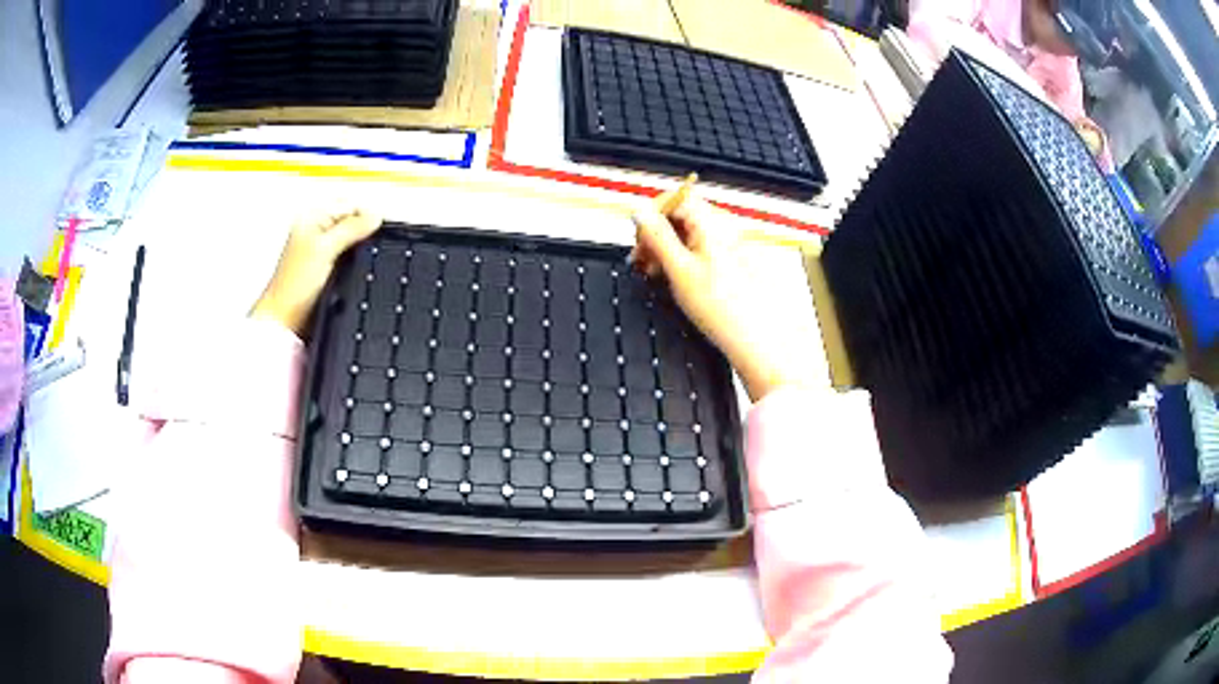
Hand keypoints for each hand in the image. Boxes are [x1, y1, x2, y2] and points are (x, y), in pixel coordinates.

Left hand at [250, 209, 381, 334]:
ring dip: (359, 250)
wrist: (287, 321)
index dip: (365, 215)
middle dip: (363, 232)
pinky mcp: (326, 270)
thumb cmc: (294, 286)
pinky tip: (355, 271)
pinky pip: (348, 258)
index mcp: (312, 218)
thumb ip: (350, 228)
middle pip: (351, 222)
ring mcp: (321, 251)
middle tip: (370, 245)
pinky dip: (354, 263)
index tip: (377, 230)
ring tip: (361, 261)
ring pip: (351, 241)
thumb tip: (375, 215)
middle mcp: (316, 231)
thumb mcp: (326, 249)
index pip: (348, 205)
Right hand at [631, 189, 820, 400]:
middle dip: (656, 233)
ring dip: (666, 247)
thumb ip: (657, 237)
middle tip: (641, 258)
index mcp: (712, 222)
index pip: (674, 198)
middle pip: (680, 214)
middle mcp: (723, 226)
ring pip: (688, 232)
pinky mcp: (730, 258)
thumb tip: (639, 214)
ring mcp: (729, 242)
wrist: (755, 337)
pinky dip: (682, 257)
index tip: (637, 236)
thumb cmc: (724, 308)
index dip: (651, 215)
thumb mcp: (678, 269)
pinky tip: (674, 276)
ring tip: (655, 271)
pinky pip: (699, 246)